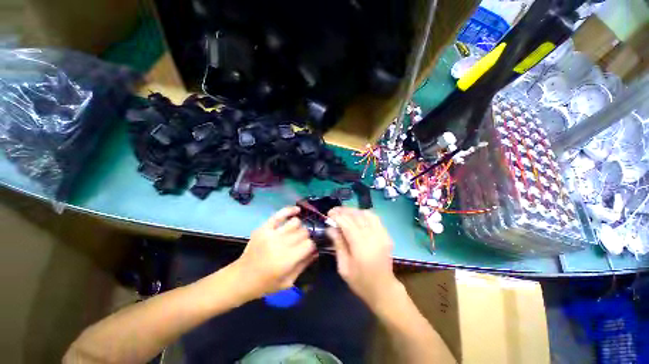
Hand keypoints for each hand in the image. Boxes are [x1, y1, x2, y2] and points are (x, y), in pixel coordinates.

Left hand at [233, 206, 316, 298]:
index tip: (310, 249)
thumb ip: (304, 264)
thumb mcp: (288, 282)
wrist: (241, 278)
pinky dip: (290, 210)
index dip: (312, 246)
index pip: (309, 244)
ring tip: (295, 233)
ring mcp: (271, 234)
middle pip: (303, 232)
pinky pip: (280, 214)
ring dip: (299, 227)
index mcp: (286, 260)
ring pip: (295, 222)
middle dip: (306, 237)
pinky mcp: (263, 228)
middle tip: (302, 243)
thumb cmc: (266, 284)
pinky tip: (297, 211)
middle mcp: (280, 244)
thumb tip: (316, 251)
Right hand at [327, 207, 399, 308]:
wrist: (383, 289)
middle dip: (344, 211)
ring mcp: (381, 234)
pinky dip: (364, 214)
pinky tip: (357, 217)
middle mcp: (372, 236)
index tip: (328, 214)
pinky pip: (375, 218)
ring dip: (354, 211)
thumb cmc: (360, 281)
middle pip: (357, 216)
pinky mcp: (386, 234)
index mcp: (360, 245)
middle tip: (334, 211)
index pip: (347, 223)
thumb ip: (338, 244)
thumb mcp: (344, 266)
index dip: (337, 216)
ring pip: (366, 214)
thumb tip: (330, 228)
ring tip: (344, 213)